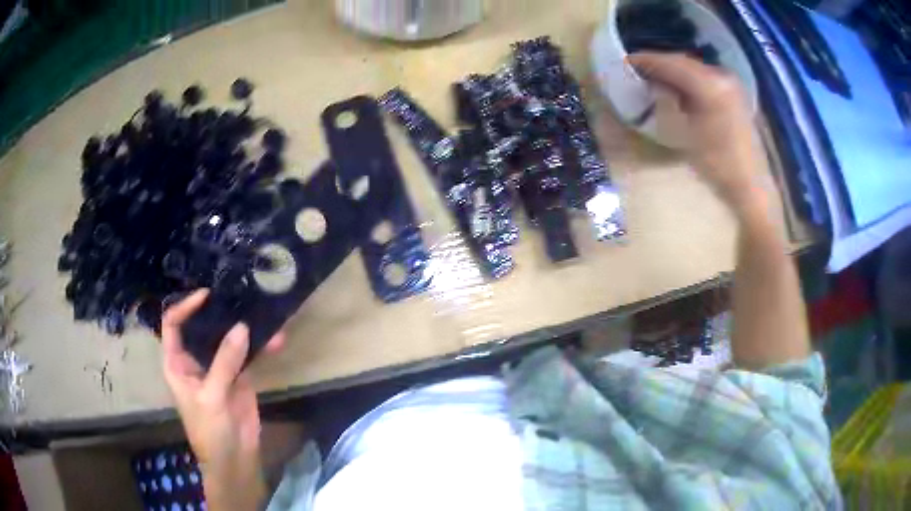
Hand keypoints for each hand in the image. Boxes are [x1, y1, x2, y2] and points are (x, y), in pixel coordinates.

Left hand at [161, 289, 284, 510]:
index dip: (185, 307)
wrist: (235, 459)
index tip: (207, 295)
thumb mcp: (212, 396)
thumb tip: (242, 327)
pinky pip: (249, 355)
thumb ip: (225, 362)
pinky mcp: (239, 376)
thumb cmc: (210, 431)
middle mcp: (195, 359)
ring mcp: (218, 367)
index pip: (173, 324)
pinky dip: (262, 347)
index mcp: (177, 362)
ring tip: (261, 311)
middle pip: (201, 326)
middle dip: (217, 311)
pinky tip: (277, 339)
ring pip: (227, 339)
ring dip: (244, 327)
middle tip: (236, 294)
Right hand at [628, 52, 764, 215]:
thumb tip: (653, 84)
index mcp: (710, 84)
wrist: (751, 186)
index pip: (671, 63)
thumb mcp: (685, 133)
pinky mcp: (734, 95)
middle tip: (636, 69)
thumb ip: (668, 102)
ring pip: (694, 69)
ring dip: (673, 71)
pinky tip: (677, 88)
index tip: (625, 62)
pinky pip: (705, 78)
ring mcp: (730, 85)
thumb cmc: (717, 164)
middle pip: (683, 62)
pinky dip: (688, 80)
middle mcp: (721, 76)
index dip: (646, 61)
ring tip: (652, 78)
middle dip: (659, 64)